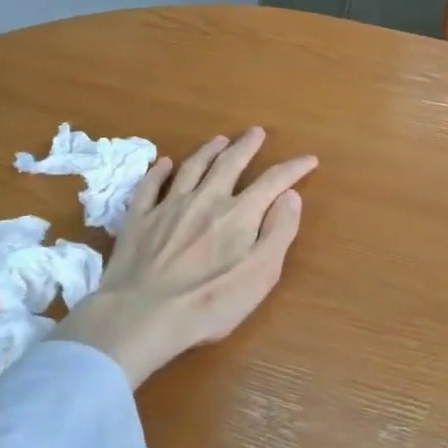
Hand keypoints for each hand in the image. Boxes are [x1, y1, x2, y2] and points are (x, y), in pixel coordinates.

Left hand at [56, 128, 316, 388]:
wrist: (141, 315)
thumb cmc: (210, 303)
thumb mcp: (260, 274)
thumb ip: (279, 232)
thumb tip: (292, 196)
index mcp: (239, 214)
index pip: (273, 181)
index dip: (293, 168)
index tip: (309, 159)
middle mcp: (205, 199)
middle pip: (229, 163)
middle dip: (246, 146)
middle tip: (256, 132)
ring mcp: (169, 206)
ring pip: (192, 167)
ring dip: (208, 151)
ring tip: (219, 140)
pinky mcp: (139, 219)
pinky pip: (150, 186)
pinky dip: (159, 171)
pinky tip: (163, 163)